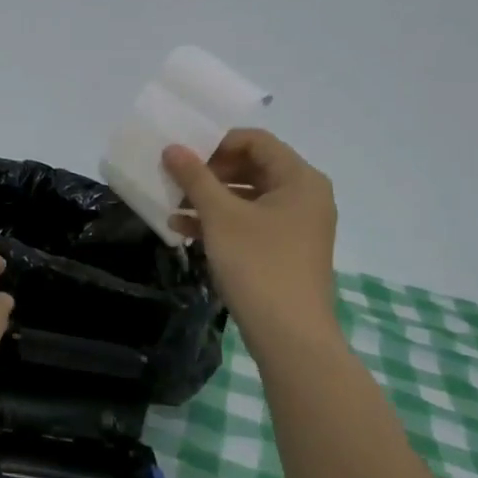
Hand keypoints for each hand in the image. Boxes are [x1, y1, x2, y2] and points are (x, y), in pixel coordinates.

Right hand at [163, 129, 339, 346]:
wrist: (290, 336)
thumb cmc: (258, 265)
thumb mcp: (221, 217)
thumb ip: (196, 178)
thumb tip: (172, 148)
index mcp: (300, 179)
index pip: (256, 140)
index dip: (217, 142)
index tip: (183, 157)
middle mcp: (305, 196)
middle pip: (253, 167)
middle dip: (210, 173)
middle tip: (175, 180)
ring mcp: (298, 226)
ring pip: (249, 198)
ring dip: (210, 200)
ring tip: (173, 207)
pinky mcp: (286, 251)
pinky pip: (251, 224)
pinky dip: (221, 223)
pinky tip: (185, 232)